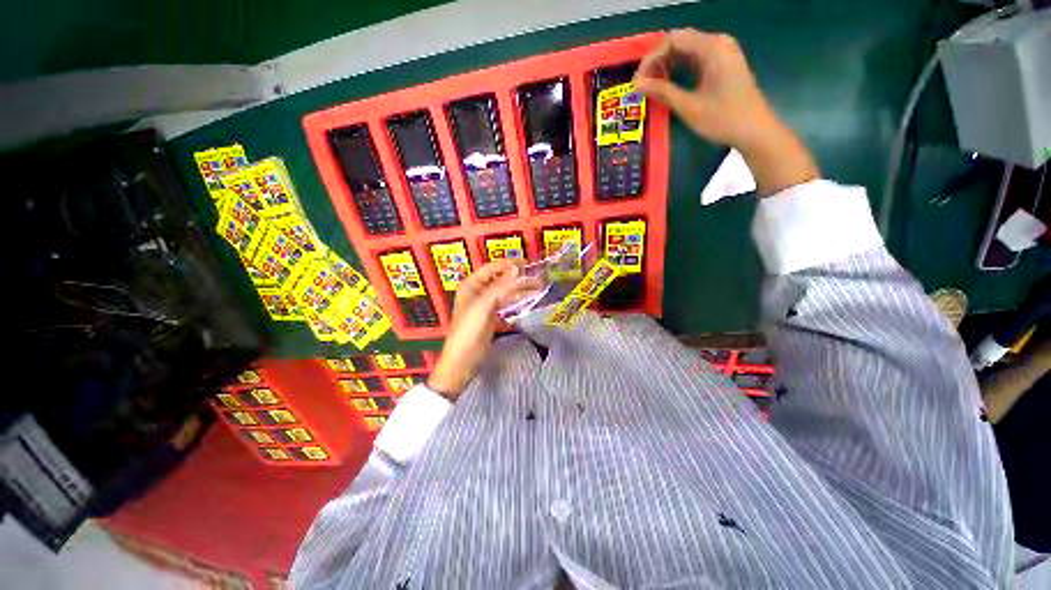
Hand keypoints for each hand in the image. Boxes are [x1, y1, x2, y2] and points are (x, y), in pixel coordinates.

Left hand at [427, 260, 541, 398]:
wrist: (463, 358)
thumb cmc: (469, 329)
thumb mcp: (483, 305)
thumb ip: (500, 286)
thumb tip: (516, 268)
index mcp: (471, 285)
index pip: (491, 268)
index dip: (508, 264)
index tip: (526, 263)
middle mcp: (478, 291)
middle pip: (500, 279)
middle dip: (518, 277)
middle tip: (537, 276)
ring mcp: (485, 303)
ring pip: (505, 291)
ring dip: (521, 288)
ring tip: (539, 287)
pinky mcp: (492, 315)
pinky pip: (506, 302)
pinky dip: (517, 299)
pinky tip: (529, 298)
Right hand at [634, 29, 777, 149]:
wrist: (754, 130)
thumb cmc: (722, 119)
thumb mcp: (689, 107)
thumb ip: (662, 92)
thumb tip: (637, 85)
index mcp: (711, 47)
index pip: (672, 40)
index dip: (650, 59)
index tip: (637, 82)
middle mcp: (718, 42)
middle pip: (679, 41)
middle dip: (657, 61)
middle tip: (643, 84)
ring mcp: (723, 51)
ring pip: (687, 49)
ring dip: (667, 64)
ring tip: (653, 85)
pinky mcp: (724, 62)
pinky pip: (696, 57)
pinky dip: (680, 67)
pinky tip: (670, 82)